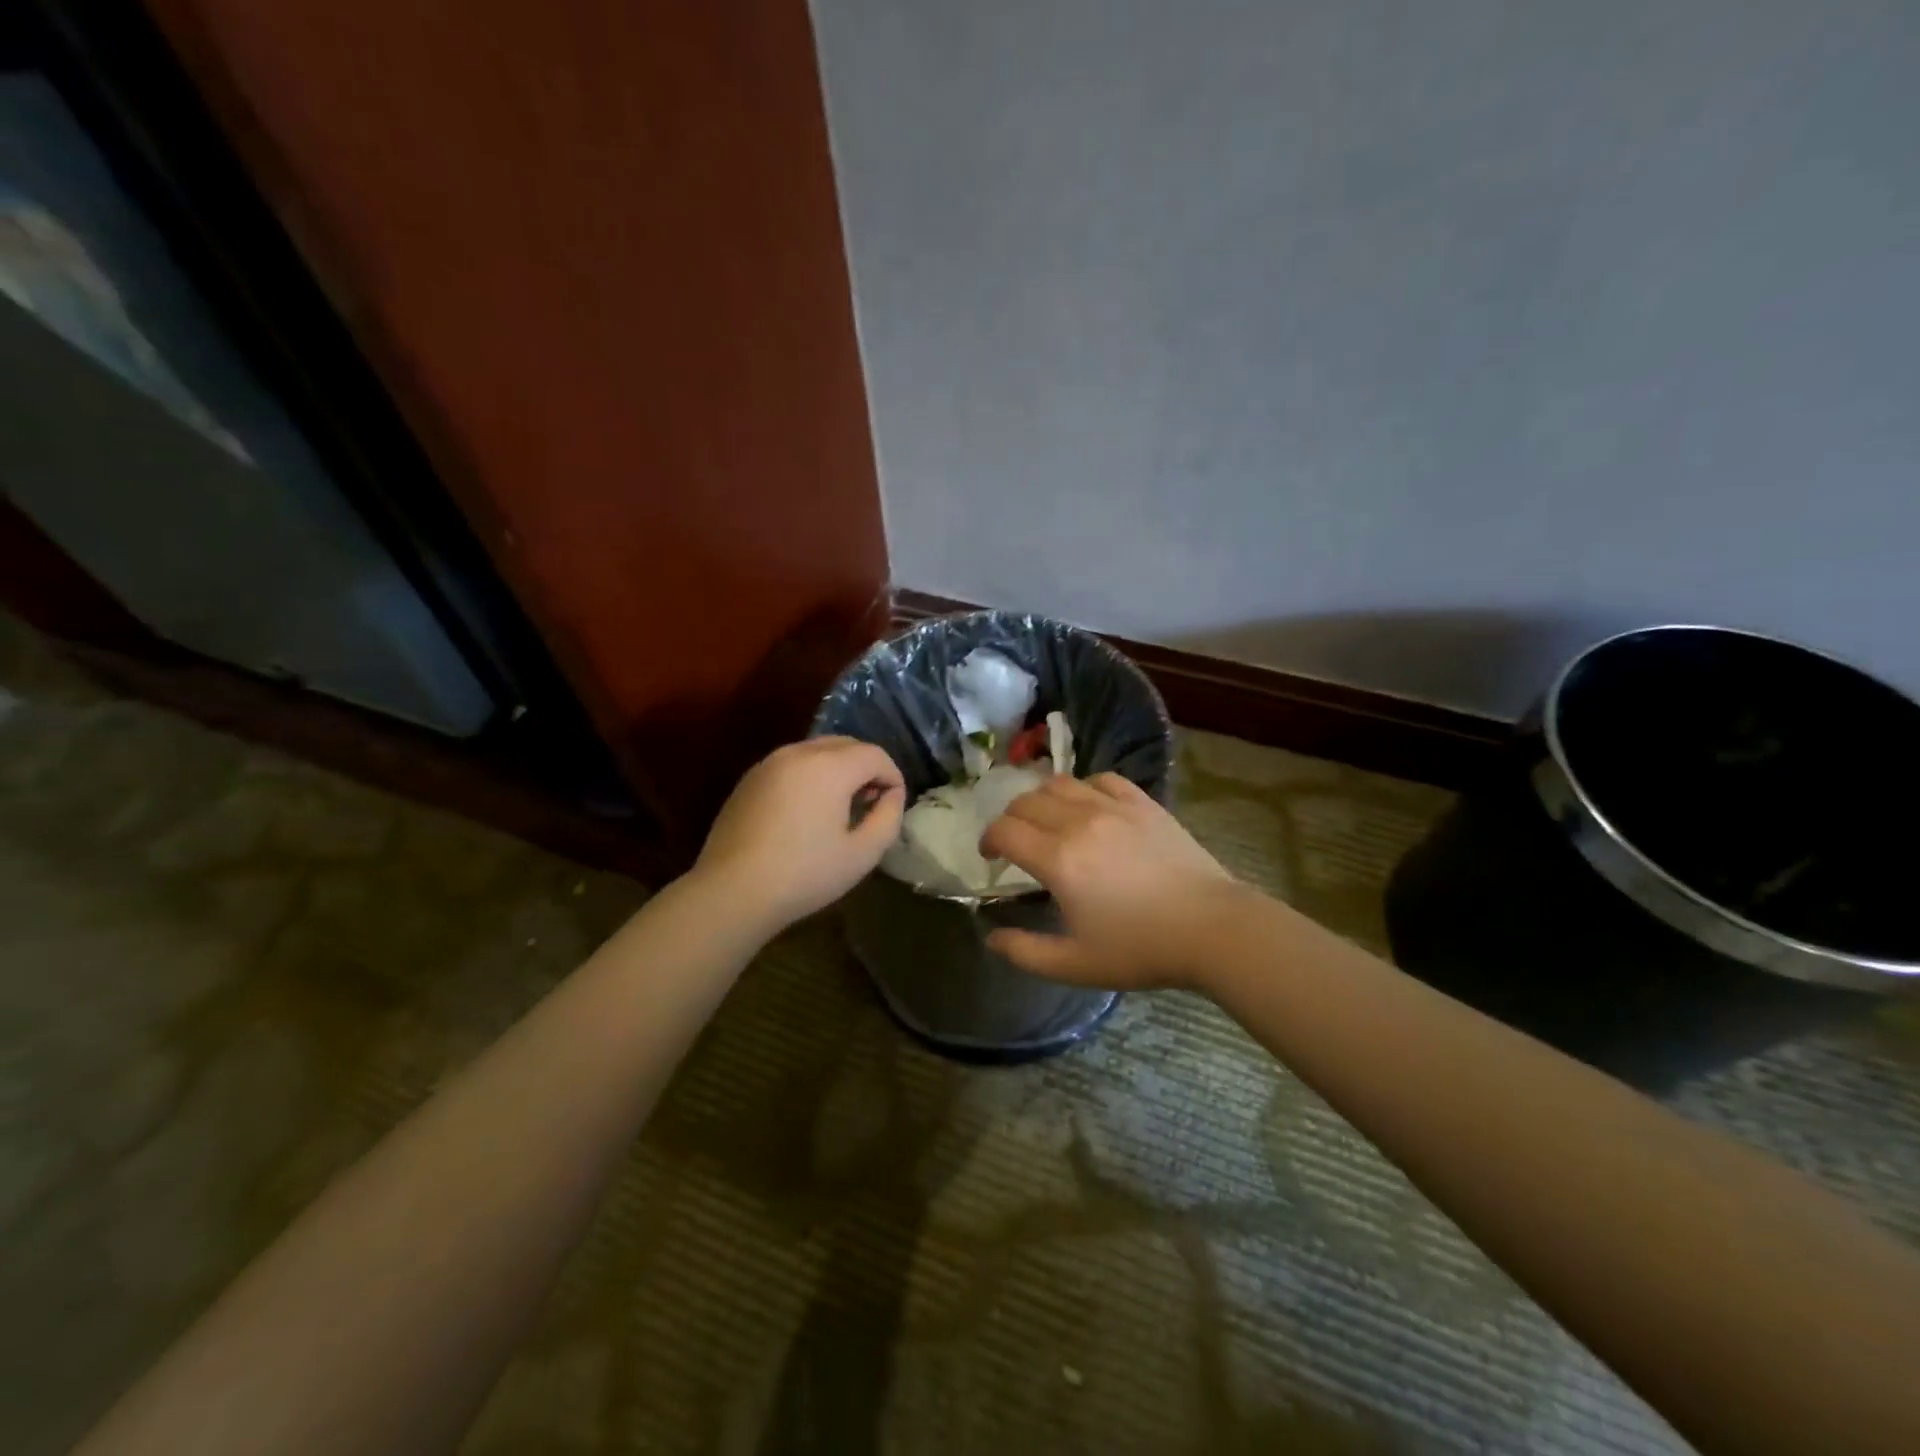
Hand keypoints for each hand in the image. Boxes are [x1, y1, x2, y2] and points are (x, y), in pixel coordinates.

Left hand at [694, 737, 905, 931]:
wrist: (731, 892)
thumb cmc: (804, 874)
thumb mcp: (862, 854)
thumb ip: (888, 817)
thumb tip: (892, 795)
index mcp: (829, 766)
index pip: (875, 755)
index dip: (893, 776)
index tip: (894, 804)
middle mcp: (799, 752)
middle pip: (846, 744)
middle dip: (866, 767)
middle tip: (871, 802)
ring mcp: (769, 763)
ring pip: (817, 751)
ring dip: (838, 769)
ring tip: (840, 807)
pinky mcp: (749, 779)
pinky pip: (792, 764)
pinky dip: (811, 776)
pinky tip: (807, 812)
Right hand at [978, 773, 1241, 987]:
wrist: (1211, 928)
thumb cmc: (1141, 949)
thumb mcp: (1075, 964)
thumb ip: (1025, 952)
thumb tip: (991, 937)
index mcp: (1058, 859)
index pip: (1005, 830)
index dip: (988, 840)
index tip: (991, 858)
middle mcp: (1079, 822)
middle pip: (1026, 802)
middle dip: (1010, 819)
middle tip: (1015, 843)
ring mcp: (1113, 807)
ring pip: (1060, 783)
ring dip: (1041, 799)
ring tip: (1046, 821)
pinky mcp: (1143, 803)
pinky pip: (1102, 779)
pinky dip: (1084, 788)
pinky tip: (1088, 807)